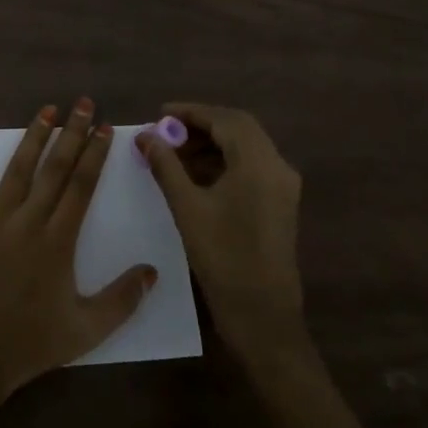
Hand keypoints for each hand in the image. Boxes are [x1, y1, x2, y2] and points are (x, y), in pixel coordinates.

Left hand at [0, 101, 156, 400]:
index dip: (95, 154)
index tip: (105, 128)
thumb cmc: (29, 346)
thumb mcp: (86, 330)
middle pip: (55, 168)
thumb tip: (153, 270)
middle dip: (72, 133)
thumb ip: (123, 300)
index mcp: (59, 242)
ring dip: (33, 136)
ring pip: (17, 168)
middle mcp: (28, 221)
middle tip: (83, 103)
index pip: (82, 186)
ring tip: (47, 110)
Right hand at [137, 102, 305, 364]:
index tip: (160, 113)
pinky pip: (251, 166)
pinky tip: (196, 174)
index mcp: (259, 163)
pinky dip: (224, 161)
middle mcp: (277, 166)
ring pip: (246, 146)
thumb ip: (165, 166)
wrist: (262, 315)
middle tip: (166, 131)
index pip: (224, 119)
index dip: (191, 112)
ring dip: (212, 143)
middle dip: (201, 125)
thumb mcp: (187, 208)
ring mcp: (282, 185)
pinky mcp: (280, 202)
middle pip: (239, 128)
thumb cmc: (223, 258)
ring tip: (175, 153)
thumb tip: (145, 136)